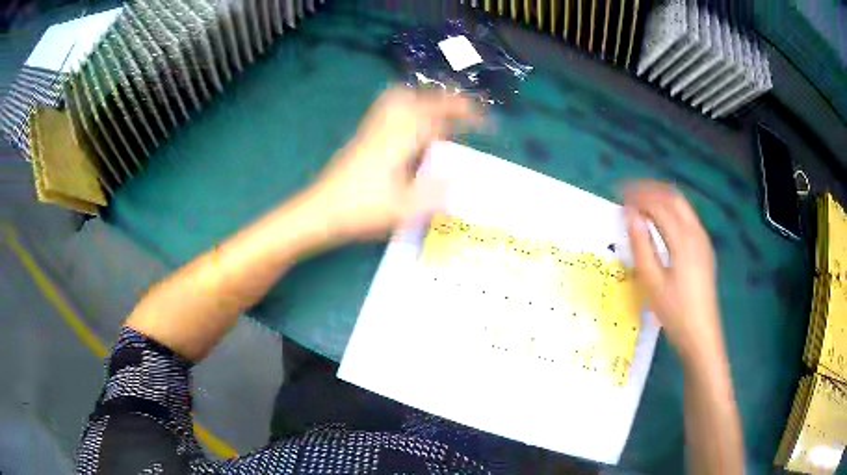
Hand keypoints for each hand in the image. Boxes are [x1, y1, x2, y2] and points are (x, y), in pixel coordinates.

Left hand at [304, 87, 481, 240]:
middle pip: (417, 98)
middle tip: (464, 111)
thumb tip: (462, 181)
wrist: (319, 211)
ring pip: (399, 99)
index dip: (464, 113)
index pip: (437, 115)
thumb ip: (435, 194)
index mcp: (399, 139)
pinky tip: (412, 128)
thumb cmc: (359, 210)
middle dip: (444, 99)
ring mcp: (371, 130)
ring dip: (423, 100)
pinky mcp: (362, 138)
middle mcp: (385, 127)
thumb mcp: (402, 209)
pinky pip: (388, 111)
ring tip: (441, 113)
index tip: (486, 117)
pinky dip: (407, 109)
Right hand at [624, 181, 723, 361]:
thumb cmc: (674, 311)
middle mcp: (695, 232)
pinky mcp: (704, 249)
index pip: (659, 204)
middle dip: (650, 190)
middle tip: (629, 194)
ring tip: (641, 204)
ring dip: (661, 199)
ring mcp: (702, 240)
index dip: (638, 196)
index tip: (618, 194)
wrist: (701, 334)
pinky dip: (671, 210)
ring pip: (682, 206)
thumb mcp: (652, 281)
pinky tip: (660, 222)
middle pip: (673, 198)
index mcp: (683, 238)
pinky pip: (687, 218)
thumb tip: (630, 215)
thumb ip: (641, 245)